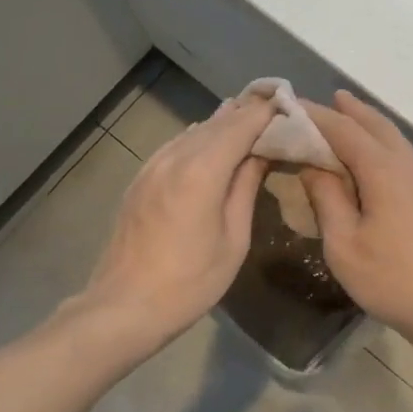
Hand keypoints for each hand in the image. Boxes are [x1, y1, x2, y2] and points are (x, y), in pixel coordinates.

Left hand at [77, 94, 272, 349]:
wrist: (123, 307)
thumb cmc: (189, 282)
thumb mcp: (233, 240)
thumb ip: (246, 188)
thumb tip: (261, 154)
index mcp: (202, 171)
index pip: (241, 125)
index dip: (266, 112)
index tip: (289, 104)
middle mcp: (175, 158)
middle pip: (217, 122)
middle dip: (246, 111)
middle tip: (275, 106)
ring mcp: (152, 166)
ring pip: (194, 131)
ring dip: (223, 122)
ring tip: (249, 117)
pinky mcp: (140, 179)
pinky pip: (176, 144)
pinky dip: (199, 136)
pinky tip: (211, 141)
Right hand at [298, 92, 412, 368]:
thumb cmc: (392, 279)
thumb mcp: (344, 244)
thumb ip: (326, 197)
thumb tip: (312, 165)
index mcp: (383, 169)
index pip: (343, 129)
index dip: (314, 116)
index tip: (288, 107)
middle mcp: (408, 163)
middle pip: (375, 124)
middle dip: (348, 110)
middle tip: (322, 100)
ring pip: (393, 138)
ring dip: (368, 124)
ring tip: (346, 115)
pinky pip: (403, 154)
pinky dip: (382, 143)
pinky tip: (373, 157)